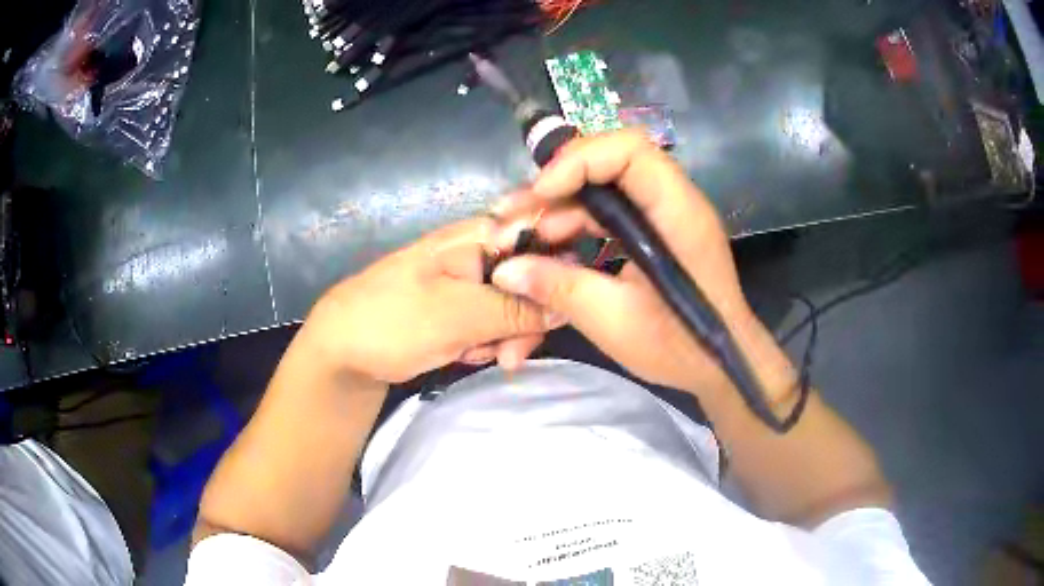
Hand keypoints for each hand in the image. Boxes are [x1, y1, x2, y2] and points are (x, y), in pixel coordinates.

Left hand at [300, 218, 560, 383]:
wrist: (340, 352)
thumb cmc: (392, 322)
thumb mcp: (459, 316)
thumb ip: (517, 309)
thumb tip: (568, 306)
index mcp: (479, 235)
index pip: (544, 238)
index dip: (558, 271)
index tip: (556, 312)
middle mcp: (479, 251)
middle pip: (533, 278)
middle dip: (526, 320)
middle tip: (508, 356)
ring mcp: (468, 280)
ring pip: (516, 306)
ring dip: (504, 337)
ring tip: (473, 356)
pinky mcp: (459, 306)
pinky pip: (493, 322)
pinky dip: (486, 342)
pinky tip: (464, 355)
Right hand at [490, 130, 795, 399]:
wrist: (719, 366)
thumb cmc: (680, 347)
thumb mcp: (615, 322)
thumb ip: (559, 288)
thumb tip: (503, 270)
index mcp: (678, 213)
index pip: (630, 151)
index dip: (580, 160)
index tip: (541, 194)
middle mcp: (673, 201)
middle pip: (610, 162)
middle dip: (557, 183)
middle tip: (513, 213)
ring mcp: (663, 214)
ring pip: (603, 187)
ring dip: (559, 205)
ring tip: (518, 234)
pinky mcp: (653, 231)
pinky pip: (608, 211)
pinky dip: (575, 223)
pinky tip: (547, 245)